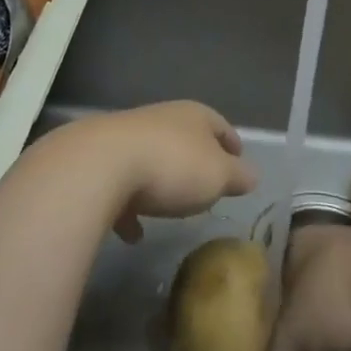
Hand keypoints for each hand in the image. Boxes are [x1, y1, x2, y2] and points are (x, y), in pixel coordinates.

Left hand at [46, 101, 257, 242]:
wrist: (100, 166)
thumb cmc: (172, 166)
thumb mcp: (218, 176)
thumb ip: (238, 176)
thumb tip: (252, 175)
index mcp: (193, 116)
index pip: (219, 124)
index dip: (232, 144)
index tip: (239, 163)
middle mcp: (160, 119)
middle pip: (184, 139)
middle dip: (195, 162)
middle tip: (207, 188)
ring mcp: (126, 138)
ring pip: (151, 159)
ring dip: (160, 183)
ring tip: (170, 209)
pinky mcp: (99, 162)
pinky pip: (121, 186)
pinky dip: (130, 207)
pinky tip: (133, 234)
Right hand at [241, 225, 350, 350]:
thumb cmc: (339, 295)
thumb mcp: (294, 337)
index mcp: (300, 244)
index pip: (274, 278)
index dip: (268, 312)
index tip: (264, 345)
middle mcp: (333, 248)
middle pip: (311, 295)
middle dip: (308, 329)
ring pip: (349, 310)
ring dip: (345, 342)